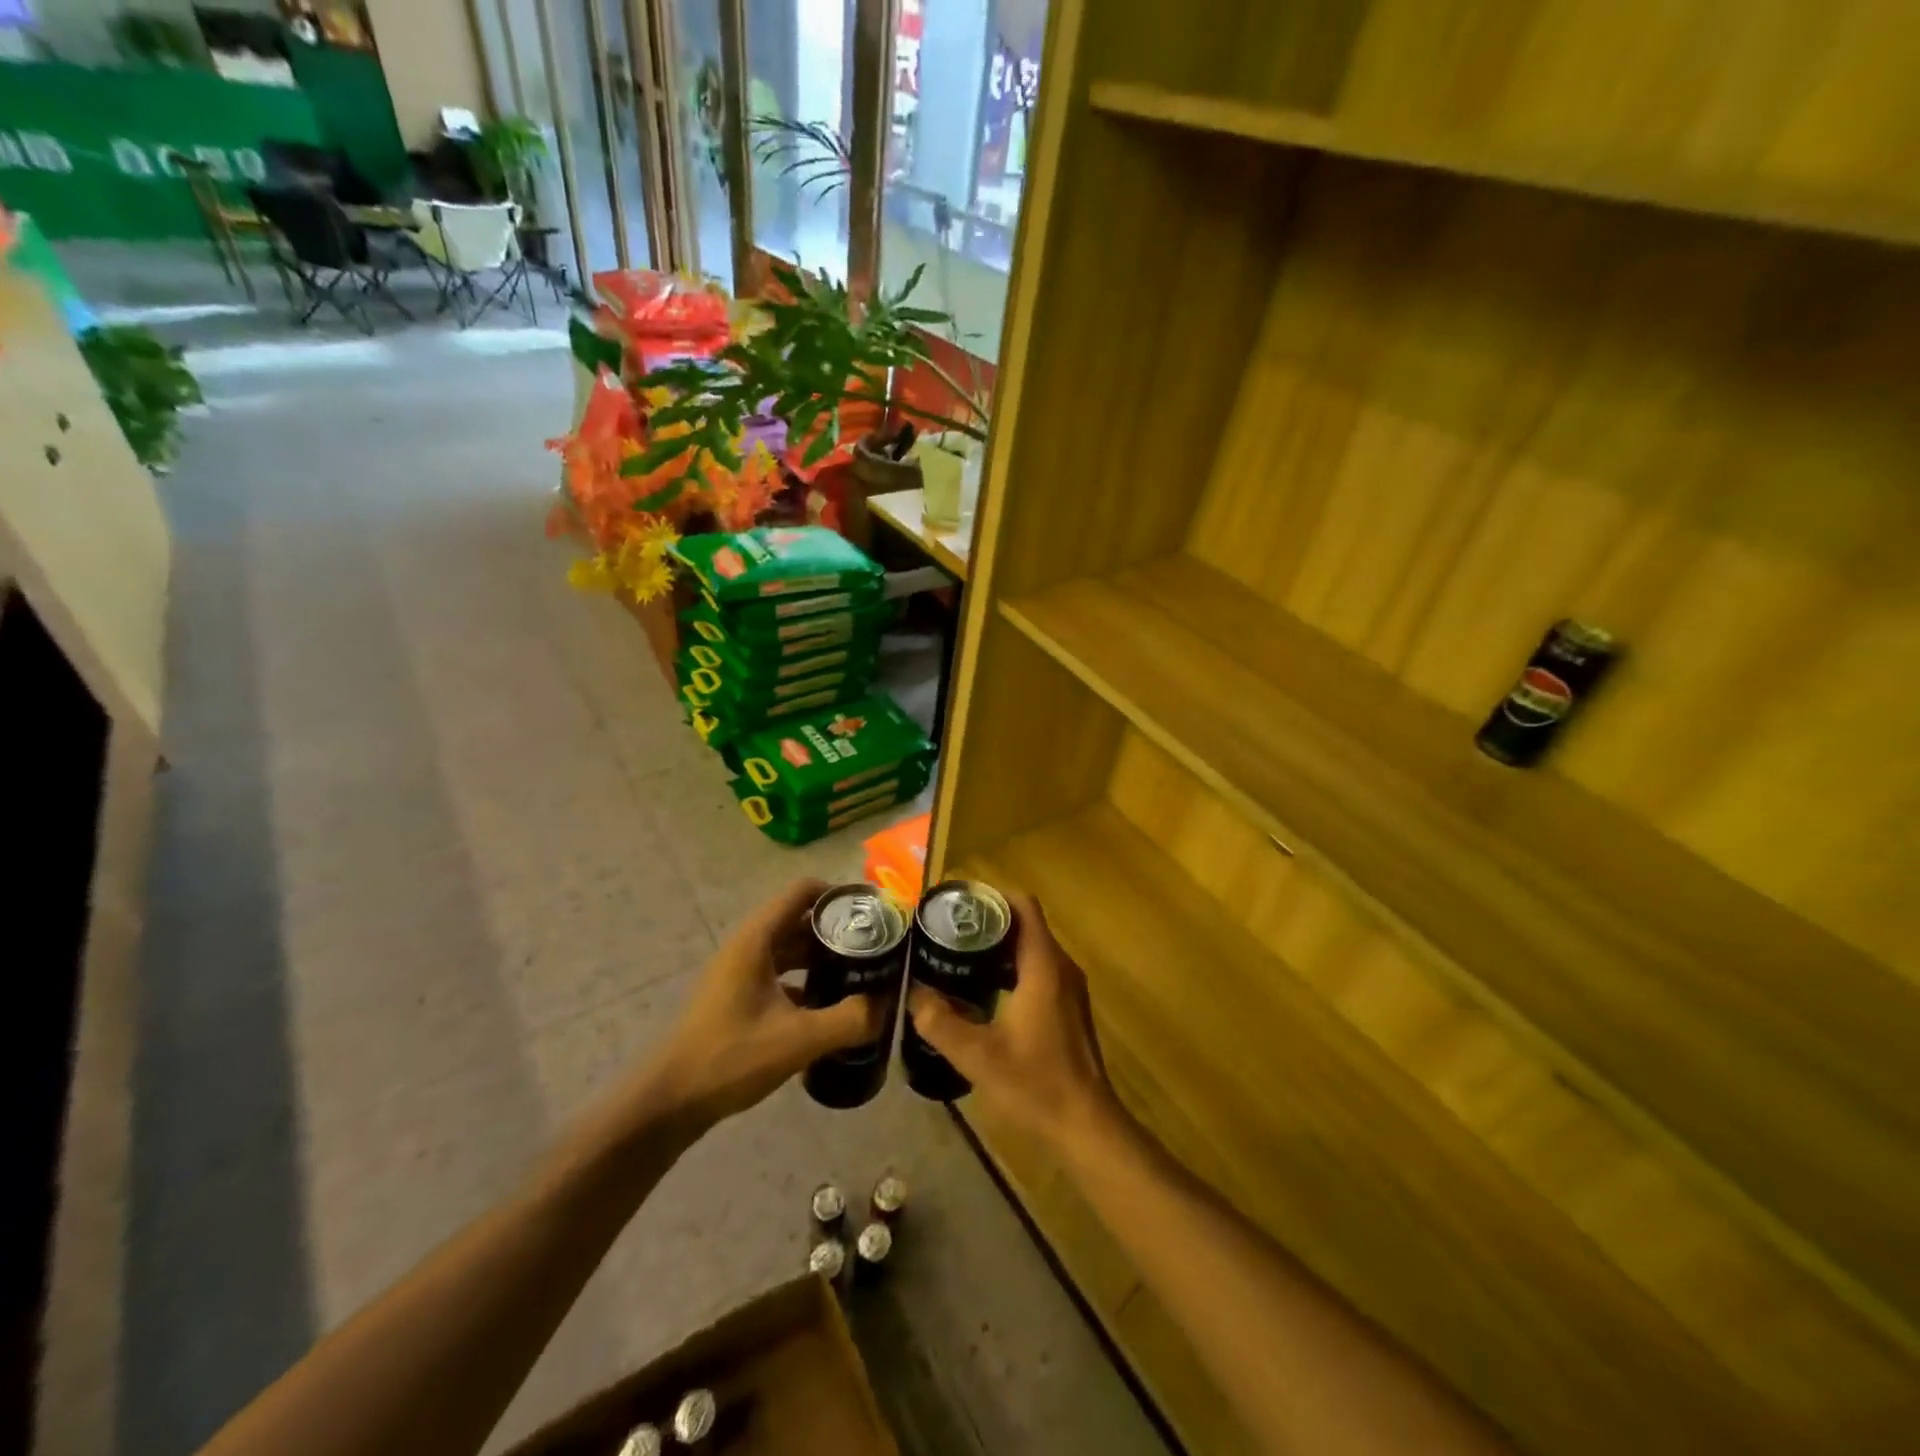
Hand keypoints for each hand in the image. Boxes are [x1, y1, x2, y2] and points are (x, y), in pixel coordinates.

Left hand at [648, 879, 880, 1129]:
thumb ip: (849, 1020)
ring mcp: (739, 973)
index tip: (873, 914)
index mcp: (757, 939)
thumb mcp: (798, 1039)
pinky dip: (806, 981)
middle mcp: (748, 946)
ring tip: (860, 975)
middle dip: (838, 930)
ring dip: (823, 957)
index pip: (803, 892)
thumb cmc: (731, 1057)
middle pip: (800, 920)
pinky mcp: (737, 997)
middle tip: (877, 948)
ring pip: (790, 949)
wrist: (669, 1101)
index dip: (839, 895)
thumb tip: (888, 1005)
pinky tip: (829, 1007)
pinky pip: (779, 975)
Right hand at [907, 891, 1120, 1148]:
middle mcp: (1061, 968)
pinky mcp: (1068, 1008)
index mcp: (1044, 966)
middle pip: (1025, 924)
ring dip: (998, 946)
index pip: (1023, 906)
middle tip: (947, 929)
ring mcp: (1069, 989)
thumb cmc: (1036, 1085)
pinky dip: (1010, 968)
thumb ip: (940, 1022)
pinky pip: (1038, 969)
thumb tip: (913, 993)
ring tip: (957, 955)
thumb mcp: (977, 1056)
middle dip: (988, 921)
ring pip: (1032, 948)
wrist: (1086, 1127)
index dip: (992, 895)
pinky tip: (982, 990)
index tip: (959, 902)